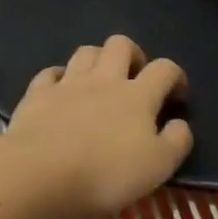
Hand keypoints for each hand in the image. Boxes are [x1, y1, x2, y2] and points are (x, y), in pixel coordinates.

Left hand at [1, 35, 192, 217]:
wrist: (39, 172)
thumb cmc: (104, 173)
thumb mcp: (157, 167)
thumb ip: (176, 142)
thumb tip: (180, 123)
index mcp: (137, 96)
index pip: (164, 69)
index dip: (176, 76)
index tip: (177, 96)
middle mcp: (103, 80)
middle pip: (121, 45)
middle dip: (133, 54)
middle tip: (135, 77)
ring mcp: (67, 83)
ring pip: (86, 52)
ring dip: (97, 59)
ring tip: (100, 80)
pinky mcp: (37, 94)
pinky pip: (50, 73)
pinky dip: (59, 76)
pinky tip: (60, 89)